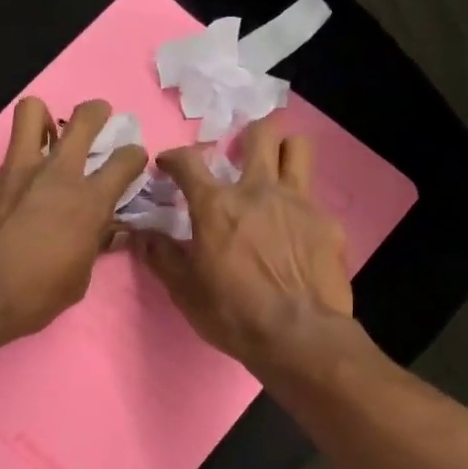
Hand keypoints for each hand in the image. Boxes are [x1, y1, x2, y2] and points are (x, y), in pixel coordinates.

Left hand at [0, 97, 147, 341]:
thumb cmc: (35, 296)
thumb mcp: (78, 279)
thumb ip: (93, 245)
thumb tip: (107, 232)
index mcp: (89, 201)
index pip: (126, 160)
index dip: (134, 156)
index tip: (132, 161)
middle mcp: (56, 174)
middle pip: (84, 119)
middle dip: (97, 112)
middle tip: (98, 119)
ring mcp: (15, 171)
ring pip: (32, 112)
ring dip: (44, 118)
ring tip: (47, 134)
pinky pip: (4, 163)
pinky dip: (14, 173)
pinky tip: (10, 197)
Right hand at [133, 116, 351, 367]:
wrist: (299, 335)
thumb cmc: (233, 313)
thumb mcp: (185, 290)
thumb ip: (161, 255)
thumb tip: (139, 233)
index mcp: (217, 206)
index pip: (189, 161)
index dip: (174, 157)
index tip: (168, 164)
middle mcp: (259, 191)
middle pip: (260, 133)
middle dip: (248, 135)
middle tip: (240, 155)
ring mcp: (299, 203)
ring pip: (297, 149)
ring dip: (284, 151)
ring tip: (275, 171)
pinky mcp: (328, 224)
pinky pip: (315, 199)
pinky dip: (301, 207)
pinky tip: (298, 232)